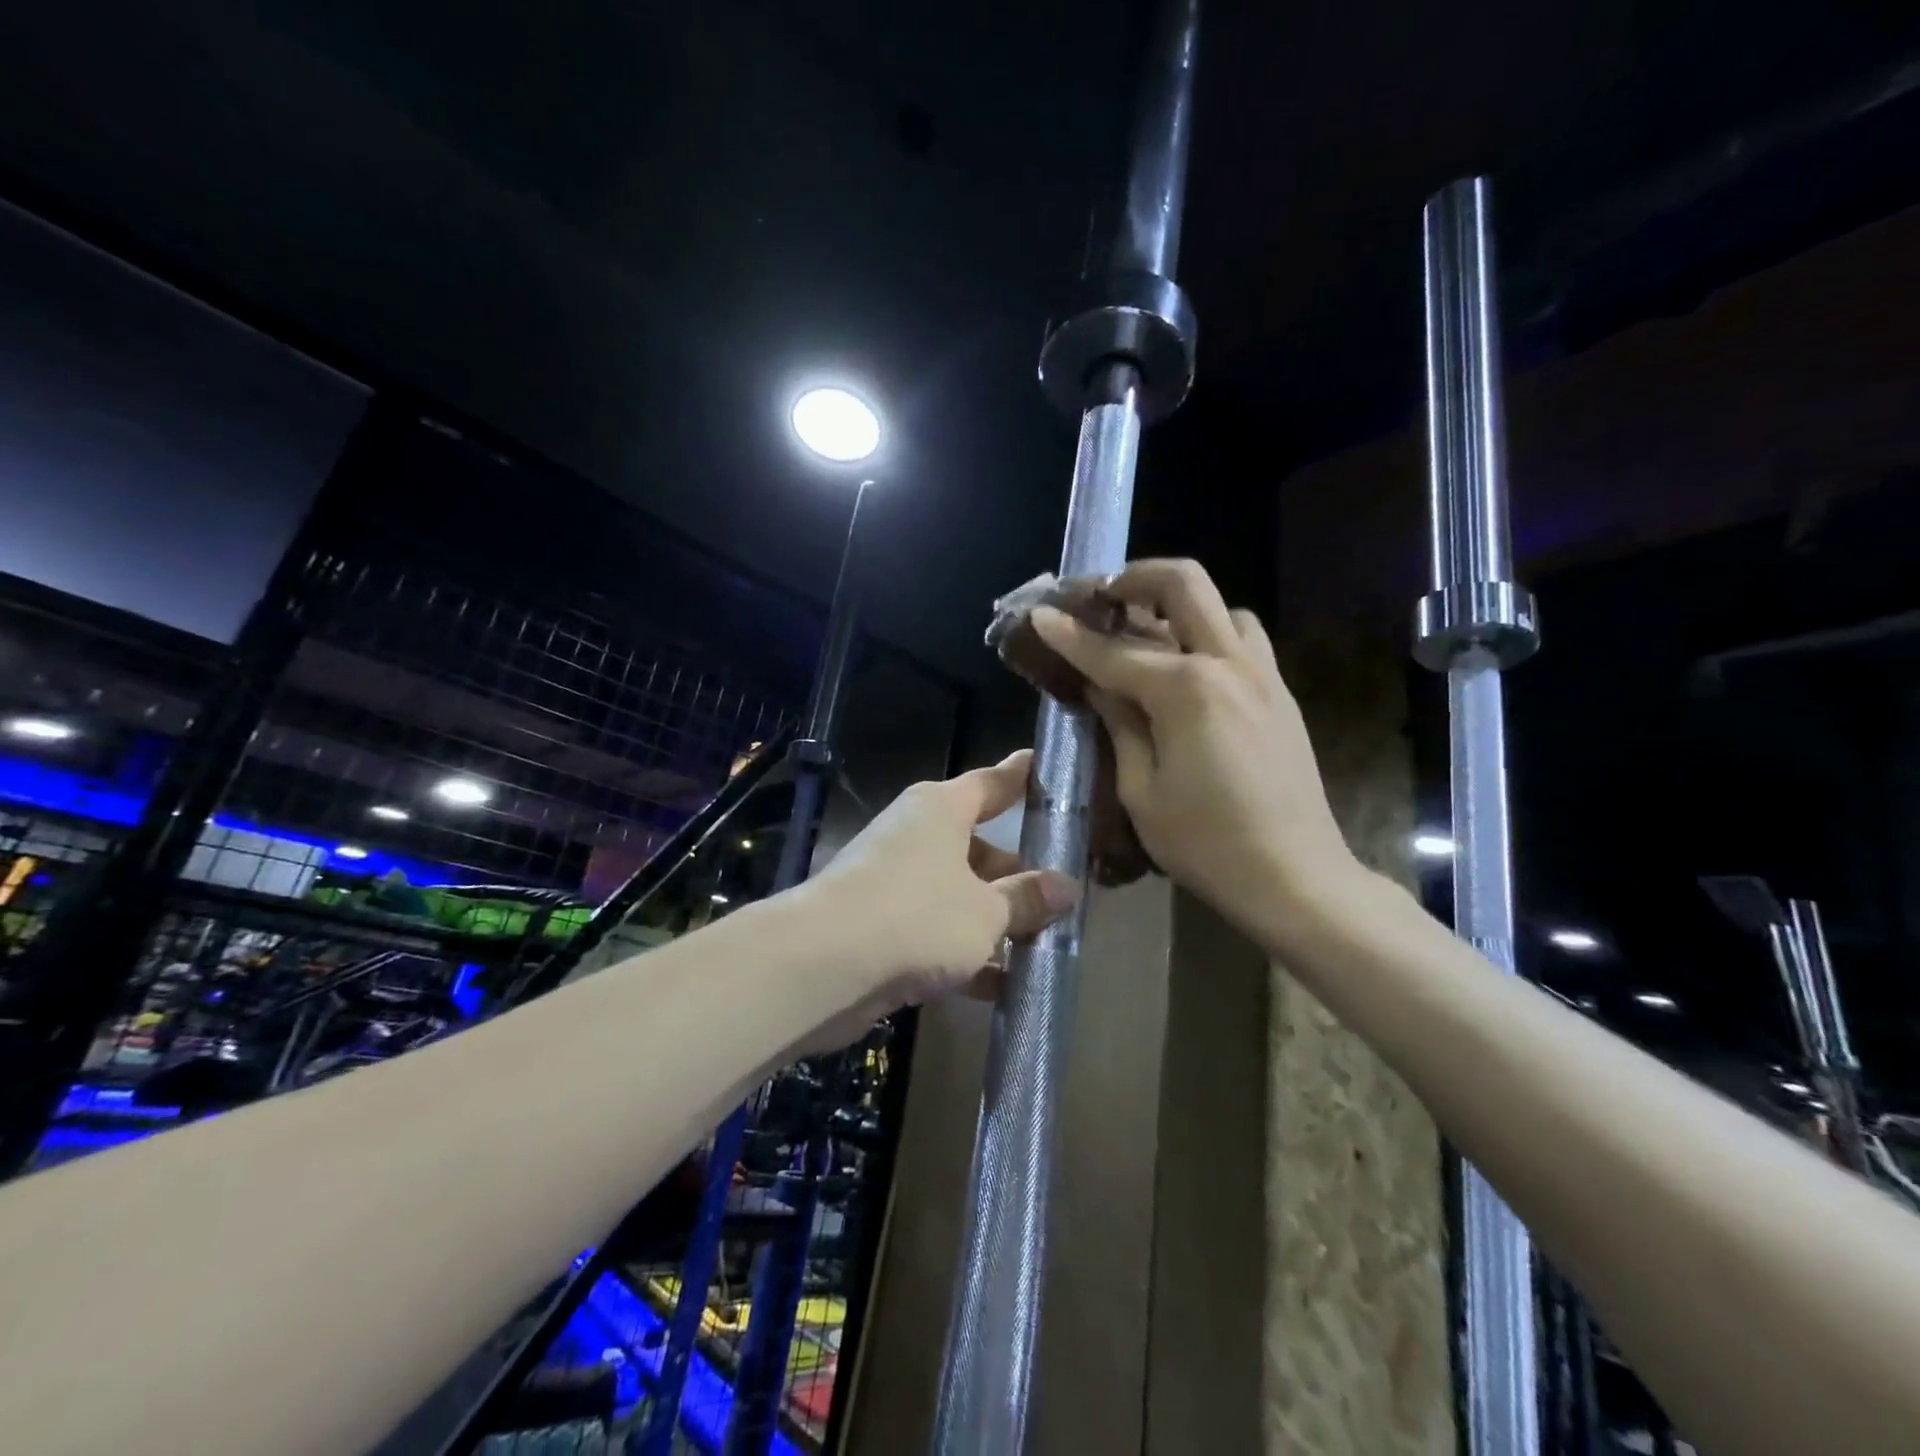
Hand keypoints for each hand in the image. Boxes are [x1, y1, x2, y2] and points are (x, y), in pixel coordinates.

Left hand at [795, 751, 1080, 1050]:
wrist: (822, 965)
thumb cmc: (916, 915)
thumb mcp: (986, 911)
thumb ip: (1026, 898)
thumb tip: (1067, 886)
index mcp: (941, 810)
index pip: (992, 783)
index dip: (1022, 777)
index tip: (1043, 764)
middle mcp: (915, 836)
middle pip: (978, 846)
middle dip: (1017, 872)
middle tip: (1062, 891)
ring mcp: (894, 881)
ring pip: (958, 893)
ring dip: (995, 920)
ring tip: (1045, 943)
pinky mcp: (879, 926)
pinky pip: (935, 931)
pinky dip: (965, 953)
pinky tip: (1003, 986)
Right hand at [1030, 558, 1359, 939]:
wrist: (1294, 876)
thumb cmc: (1205, 843)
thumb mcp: (1141, 790)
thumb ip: (1120, 725)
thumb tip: (1100, 684)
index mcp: (1185, 689)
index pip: (1112, 651)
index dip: (1069, 633)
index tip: (1041, 613)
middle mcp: (1227, 664)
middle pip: (1182, 584)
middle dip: (1134, 577)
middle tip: (1101, 595)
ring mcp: (1261, 674)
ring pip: (1220, 606)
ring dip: (1178, 606)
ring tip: (1146, 632)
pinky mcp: (1279, 694)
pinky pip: (1243, 640)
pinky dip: (1210, 635)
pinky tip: (1189, 669)